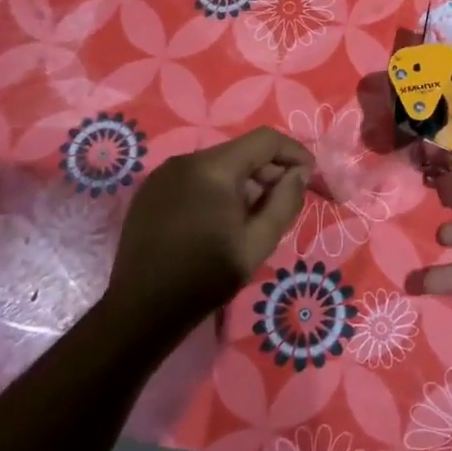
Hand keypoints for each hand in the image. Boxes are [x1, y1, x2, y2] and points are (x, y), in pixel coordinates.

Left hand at [107, 127, 311, 335]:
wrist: (142, 310)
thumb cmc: (206, 276)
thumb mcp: (258, 242)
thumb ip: (285, 201)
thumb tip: (299, 173)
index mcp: (213, 168)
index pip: (265, 140)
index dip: (294, 153)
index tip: (309, 177)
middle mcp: (185, 160)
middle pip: (241, 151)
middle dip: (269, 170)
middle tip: (284, 201)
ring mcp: (163, 175)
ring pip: (218, 164)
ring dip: (243, 181)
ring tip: (254, 215)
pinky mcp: (150, 192)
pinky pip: (195, 178)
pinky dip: (217, 189)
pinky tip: (220, 220)